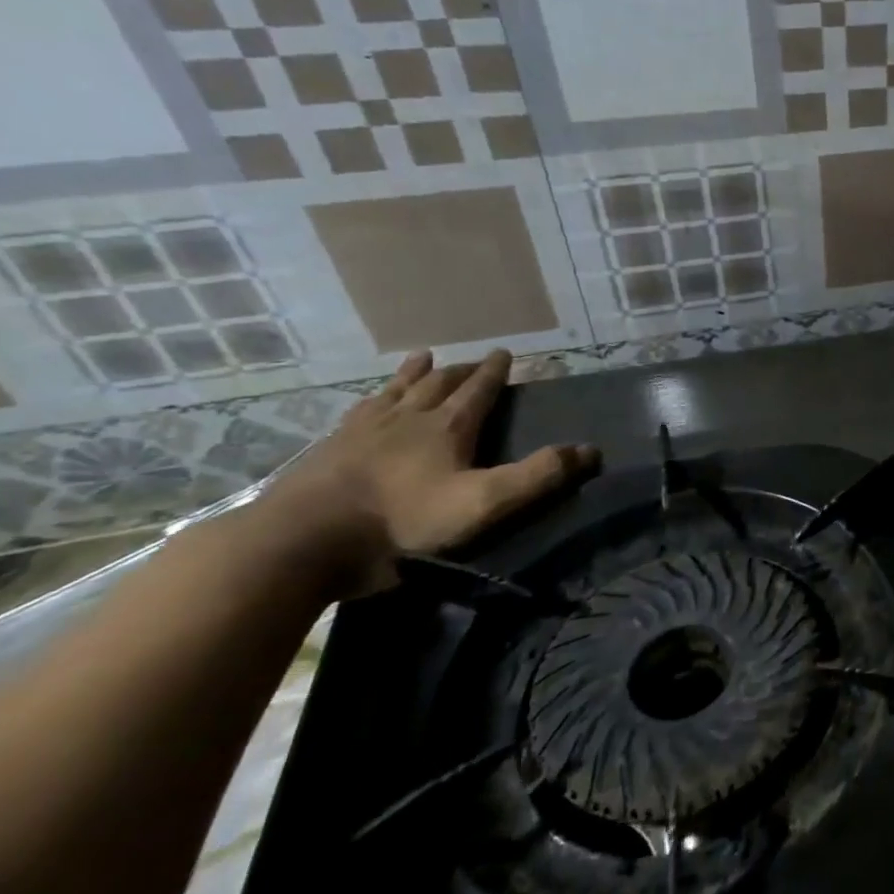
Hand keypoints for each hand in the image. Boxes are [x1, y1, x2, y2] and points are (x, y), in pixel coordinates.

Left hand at [260, 349, 599, 597]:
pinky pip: (357, 412)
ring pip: (395, 390)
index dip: (495, 371)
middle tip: (474, 359)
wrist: (302, 541)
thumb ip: (537, 476)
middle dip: (460, 370)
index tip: (506, 352)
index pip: (478, 390)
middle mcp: (407, 418)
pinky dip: (372, 399)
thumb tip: (592, 449)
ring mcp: (362, 431)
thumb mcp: (483, 503)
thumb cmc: (402, 522)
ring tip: (422, 357)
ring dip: (413, 373)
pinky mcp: (327, 450)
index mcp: (447, 427)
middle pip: (438, 383)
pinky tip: (367, 402)